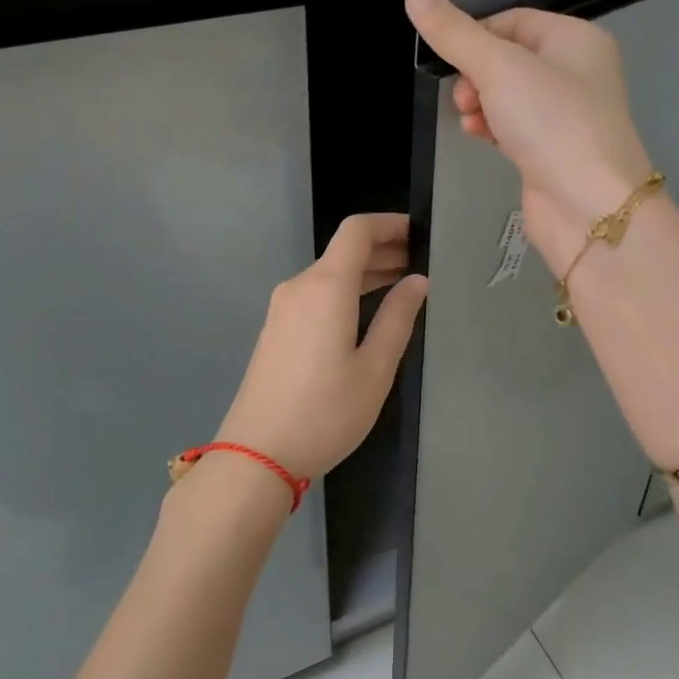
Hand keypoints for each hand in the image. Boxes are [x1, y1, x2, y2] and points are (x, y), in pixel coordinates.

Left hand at [214, 213, 428, 483]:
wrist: (256, 453)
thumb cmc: (325, 412)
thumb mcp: (374, 369)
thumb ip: (398, 318)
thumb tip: (417, 282)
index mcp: (326, 287)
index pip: (357, 231)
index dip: (389, 224)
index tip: (420, 233)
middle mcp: (300, 287)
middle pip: (343, 251)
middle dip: (383, 249)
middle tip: (421, 263)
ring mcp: (282, 308)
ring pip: (329, 274)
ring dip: (365, 272)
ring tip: (403, 285)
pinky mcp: (276, 329)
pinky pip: (316, 294)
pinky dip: (346, 291)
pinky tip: (367, 311)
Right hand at [405, 0, 653, 268]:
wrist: (588, 206)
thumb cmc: (551, 122)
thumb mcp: (498, 67)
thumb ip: (454, 33)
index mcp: (576, 39)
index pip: (513, 20)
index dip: (475, 34)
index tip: (448, 58)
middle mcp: (576, 71)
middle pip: (508, 57)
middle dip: (475, 74)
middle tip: (464, 96)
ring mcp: (565, 114)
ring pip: (507, 94)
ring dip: (480, 102)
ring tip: (469, 118)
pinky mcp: (552, 149)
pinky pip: (513, 125)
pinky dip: (492, 126)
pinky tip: (478, 135)